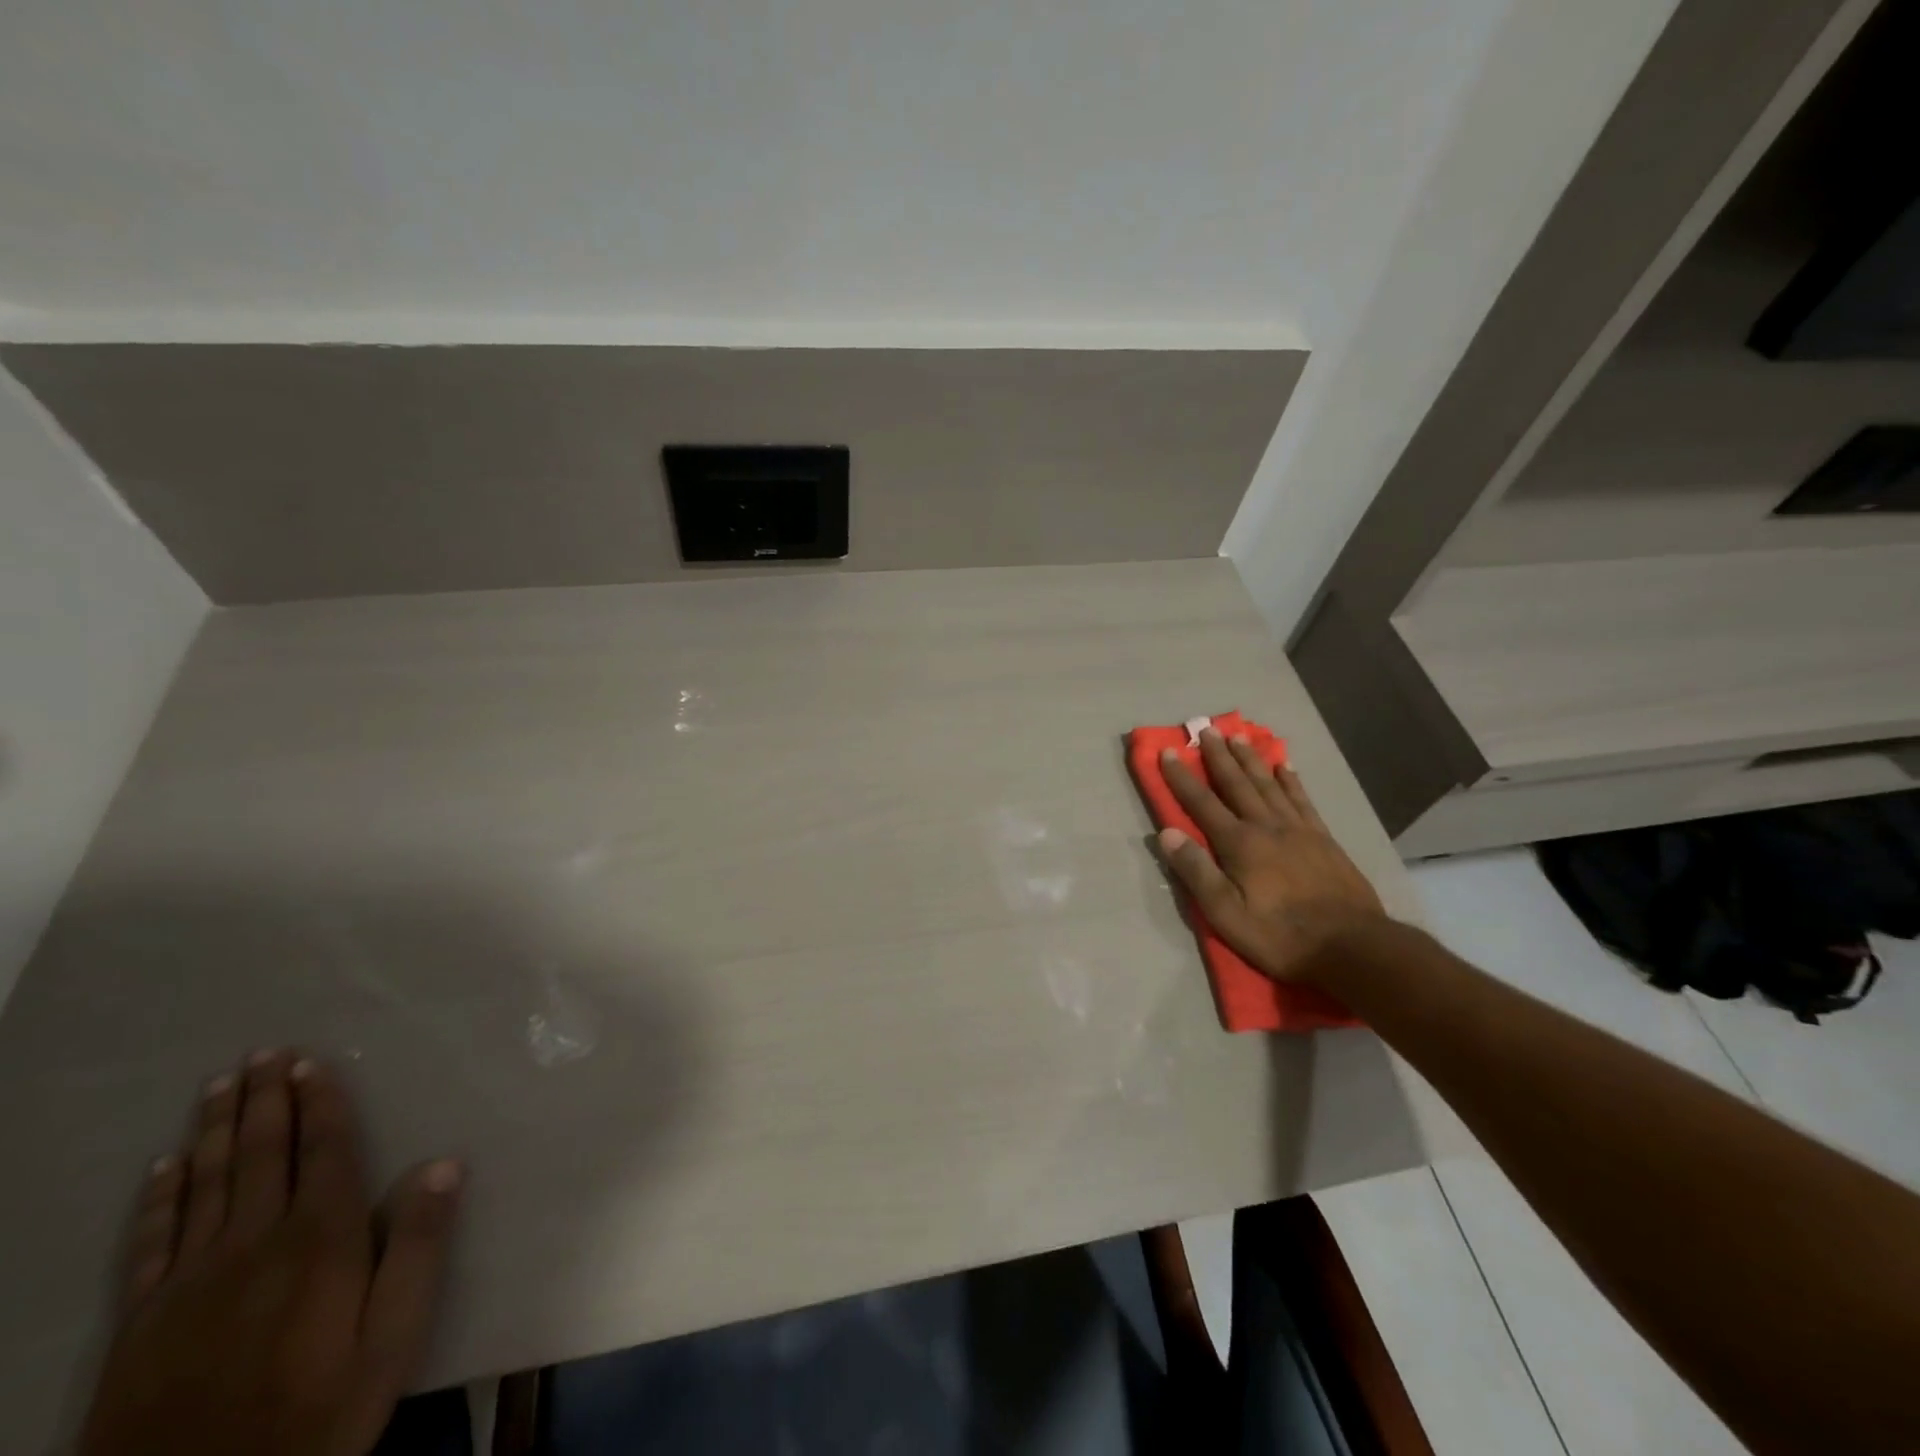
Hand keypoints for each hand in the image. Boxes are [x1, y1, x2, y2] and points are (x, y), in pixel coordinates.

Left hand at [80, 1052, 461, 1455]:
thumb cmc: (316, 1414)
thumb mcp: (391, 1338)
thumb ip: (418, 1247)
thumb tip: (444, 1164)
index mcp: (319, 1241)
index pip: (322, 1152)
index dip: (318, 1104)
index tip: (310, 1063)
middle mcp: (253, 1244)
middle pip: (259, 1155)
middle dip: (263, 1100)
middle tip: (262, 1053)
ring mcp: (188, 1282)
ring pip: (204, 1184)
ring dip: (213, 1129)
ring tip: (219, 1086)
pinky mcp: (140, 1321)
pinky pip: (150, 1241)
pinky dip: (159, 1197)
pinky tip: (163, 1167)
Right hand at [1157, 729, 1386, 982]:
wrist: (1353, 947)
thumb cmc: (1281, 936)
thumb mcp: (1226, 914)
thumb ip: (1196, 872)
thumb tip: (1166, 833)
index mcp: (1239, 844)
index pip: (1202, 803)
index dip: (1181, 777)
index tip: (1167, 751)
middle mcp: (1266, 827)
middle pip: (1237, 784)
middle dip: (1218, 756)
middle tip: (1205, 729)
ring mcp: (1299, 830)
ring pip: (1269, 784)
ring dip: (1250, 759)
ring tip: (1238, 736)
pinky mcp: (1323, 839)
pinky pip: (1302, 800)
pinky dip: (1291, 781)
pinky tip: (1285, 766)